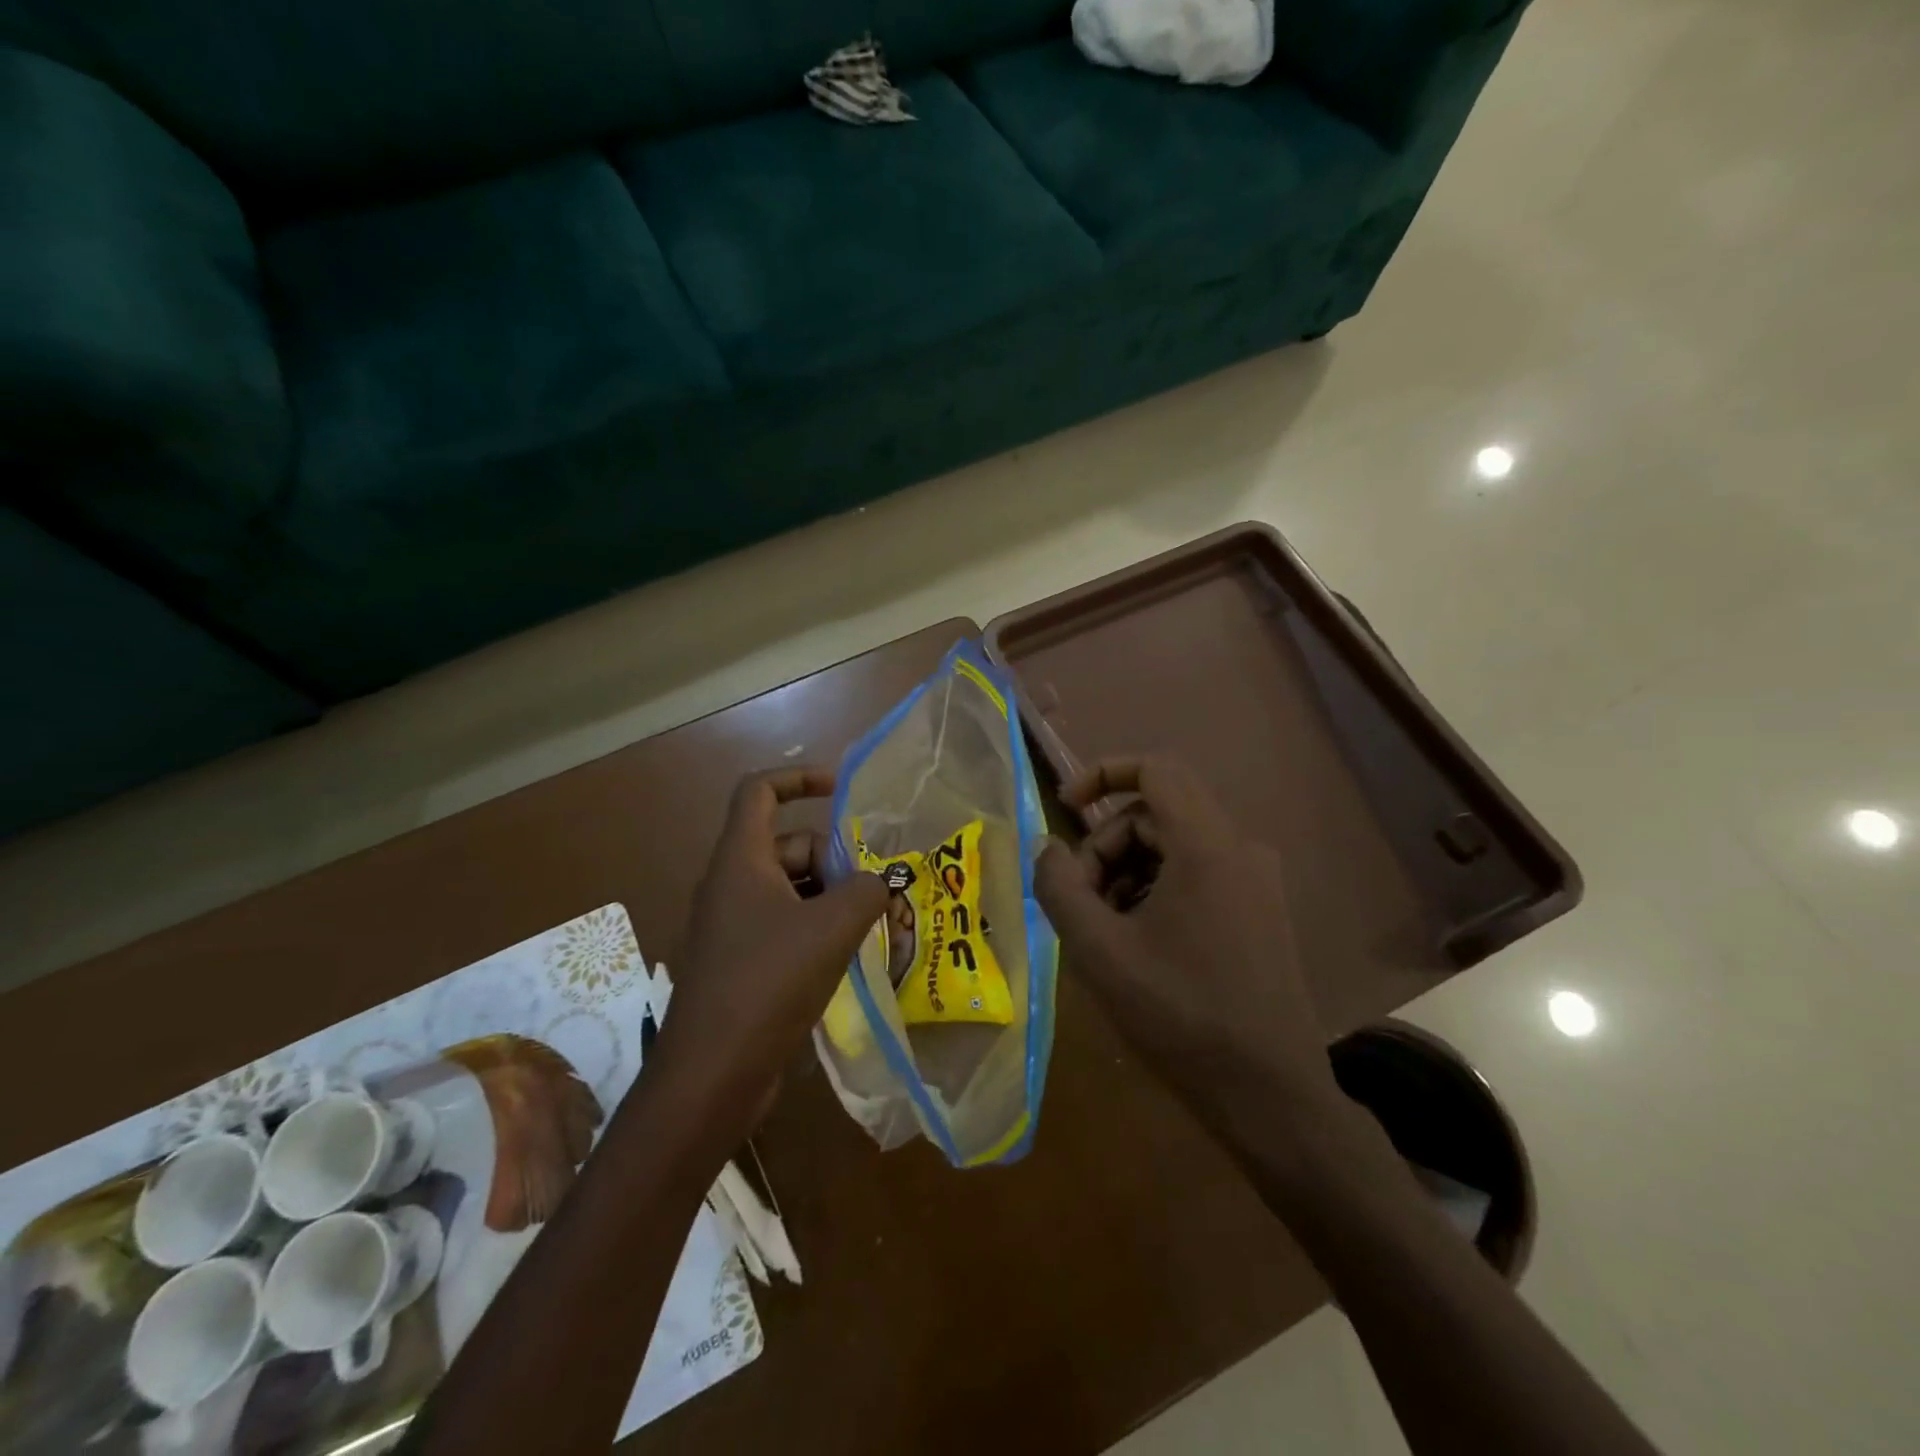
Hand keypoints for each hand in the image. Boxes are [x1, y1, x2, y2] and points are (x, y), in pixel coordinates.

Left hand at [649, 768, 887, 1146]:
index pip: (760, 791)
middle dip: (835, 860)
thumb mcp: (831, 929)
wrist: (711, 1076)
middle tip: (873, 892)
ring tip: (871, 926)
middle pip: (789, 845)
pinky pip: (785, 925)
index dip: (801, 778)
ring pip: (792, 889)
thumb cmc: (768, 984)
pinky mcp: (741, 962)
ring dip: (832, 898)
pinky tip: (848, 956)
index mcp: (740, 861)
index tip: (843, 789)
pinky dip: (817, 929)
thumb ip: (866, 891)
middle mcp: (732, 885)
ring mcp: (733, 926)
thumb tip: (880, 884)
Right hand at [1034, 756, 1338, 1141]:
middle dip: (1106, 844)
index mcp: (1206, 845)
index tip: (1065, 807)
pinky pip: (1196, 873)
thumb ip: (1060, 887)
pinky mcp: (1260, 909)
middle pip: (1155, 813)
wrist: (1269, 1094)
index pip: (1154, 768)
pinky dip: (1156, 889)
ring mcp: (1256, 880)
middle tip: (1080, 901)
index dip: (1102, 774)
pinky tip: (1138, 942)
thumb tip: (1049, 849)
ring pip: (1173, 845)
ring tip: (1105, 929)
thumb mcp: (1099, 950)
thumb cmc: (1180, 1014)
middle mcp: (1239, 848)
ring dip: (1127, 872)